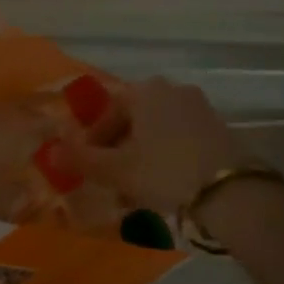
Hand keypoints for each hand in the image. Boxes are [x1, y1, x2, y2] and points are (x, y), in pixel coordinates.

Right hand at [62, 78, 243, 215]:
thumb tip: (50, 152)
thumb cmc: (166, 172)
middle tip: (111, 183)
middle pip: (134, 120)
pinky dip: (167, 160)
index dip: (93, 140)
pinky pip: (181, 141)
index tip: (88, 167)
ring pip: (158, 133)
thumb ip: (82, 160)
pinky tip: (166, 189)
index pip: (108, 110)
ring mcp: (201, 109)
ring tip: (136, 193)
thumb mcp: (118, 170)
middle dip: (118, 151)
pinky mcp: (221, 130)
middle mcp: (174, 90)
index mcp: (146, 91)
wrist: (233, 193)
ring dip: (142, 158)